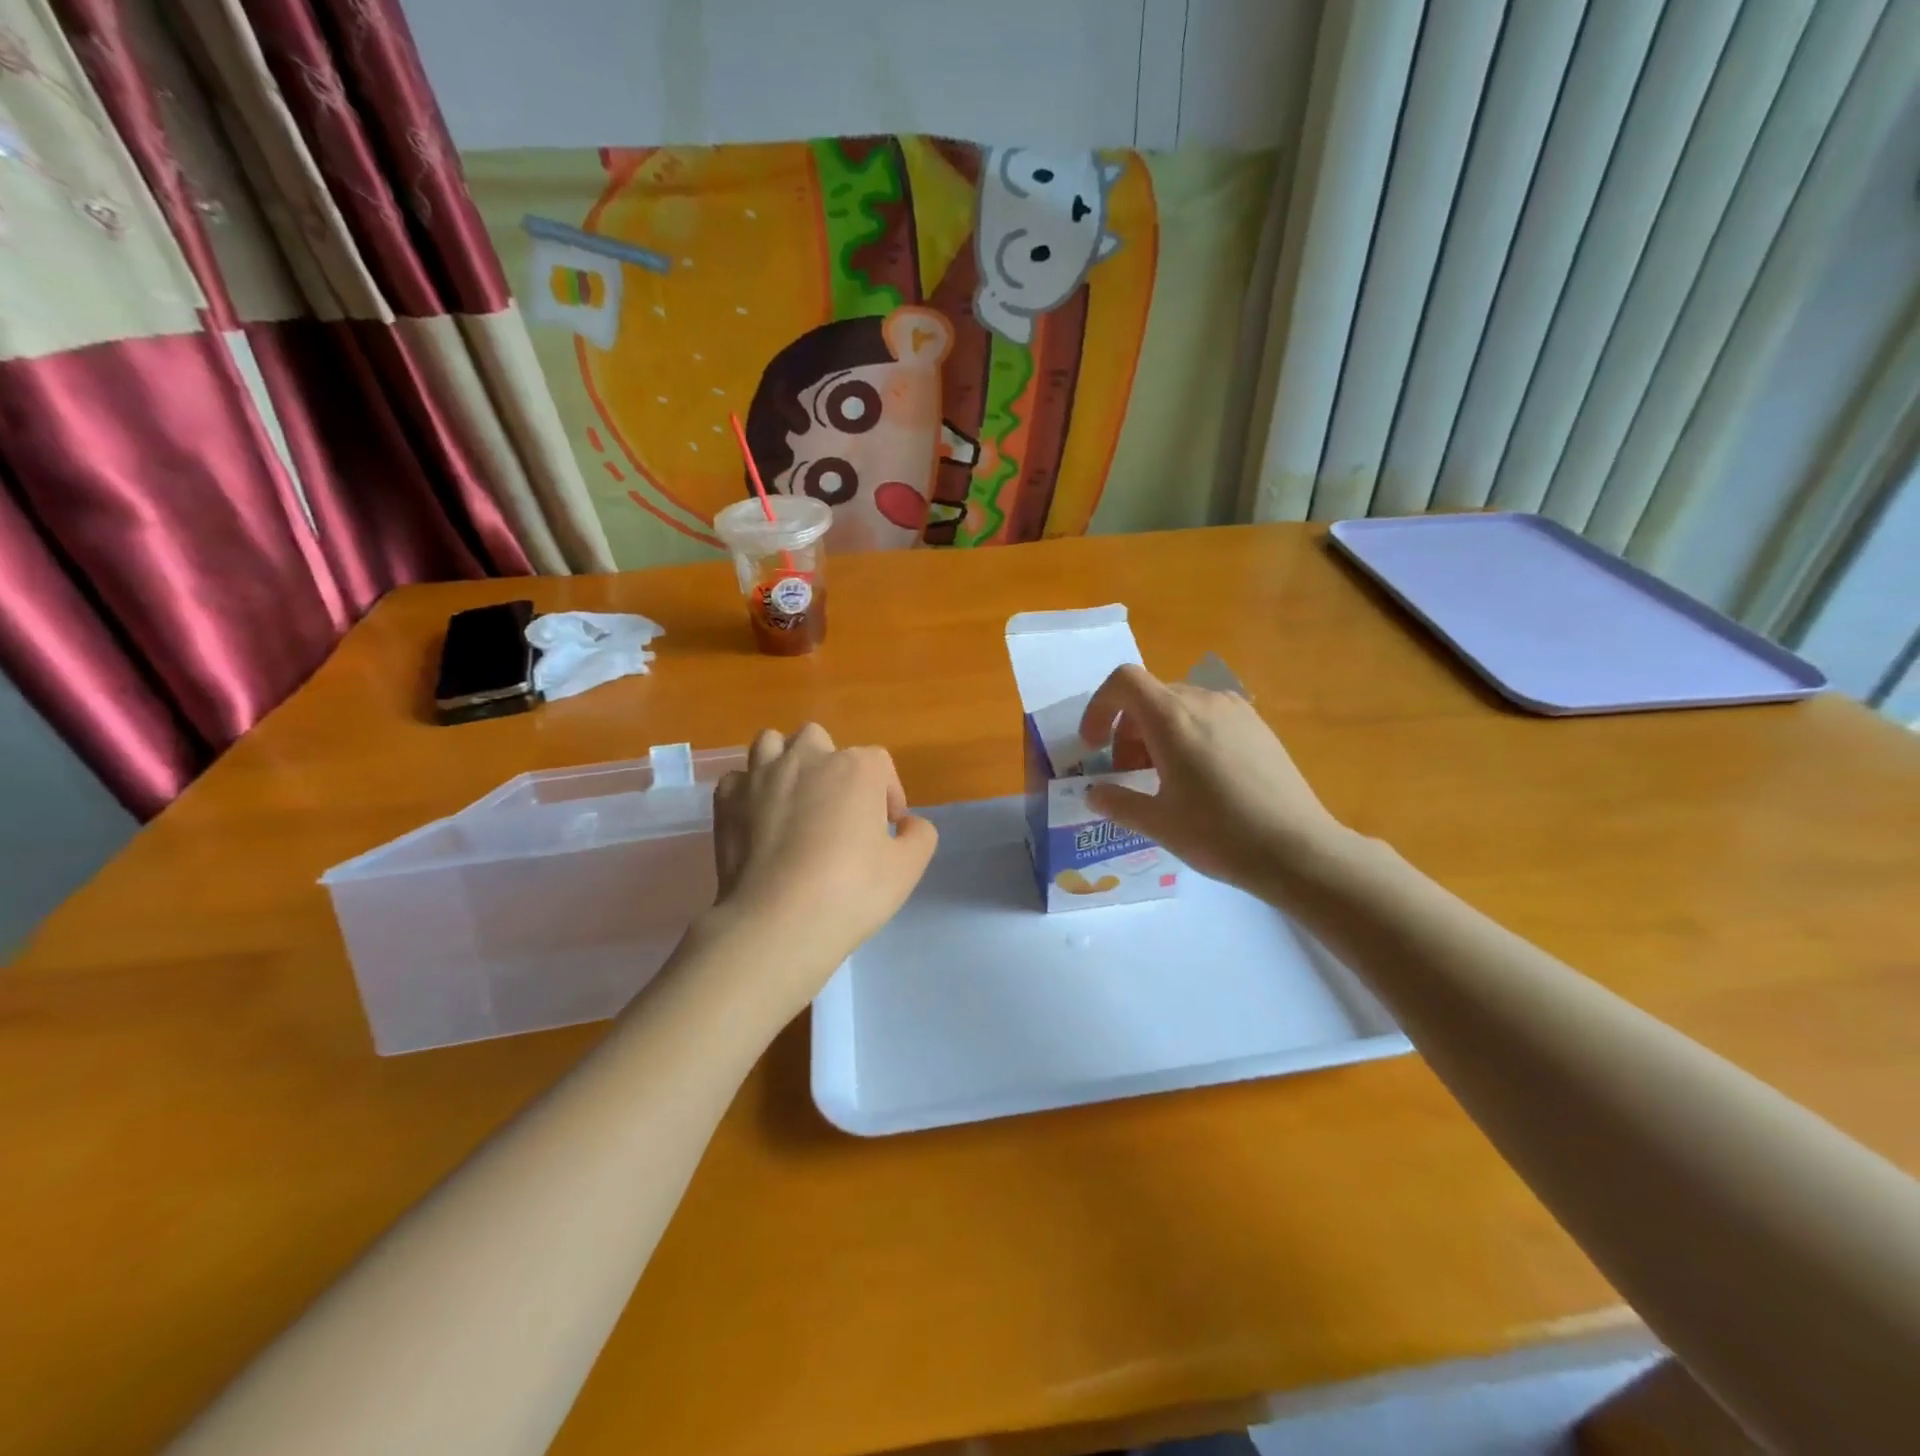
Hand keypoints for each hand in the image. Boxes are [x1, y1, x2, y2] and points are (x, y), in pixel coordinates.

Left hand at [702, 724, 936, 1016]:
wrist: (777, 922)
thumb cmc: (851, 891)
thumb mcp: (907, 868)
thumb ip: (920, 835)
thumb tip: (908, 823)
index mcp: (855, 768)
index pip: (879, 763)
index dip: (888, 794)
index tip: (888, 828)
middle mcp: (807, 759)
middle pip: (820, 740)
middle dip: (831, 765)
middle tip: (836, 807)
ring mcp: (760, 776)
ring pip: (771, 743)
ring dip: (784, 761)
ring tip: (793, 798)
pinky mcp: (726, 800)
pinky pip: (738, 779)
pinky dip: (749, 791)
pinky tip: (757, 819)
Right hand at [1077, 665, 1352, 901]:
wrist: (1298, 850)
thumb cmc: (1219, 834)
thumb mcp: (1157, 823)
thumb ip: (1117, 802)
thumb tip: (1094, 794)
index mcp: (1172, 718)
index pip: (1123, 681)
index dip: (1099, 707)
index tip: (1094, 746)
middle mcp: (1204, 701)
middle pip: (1150, 695)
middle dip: (1127, 729)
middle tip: (1128, 773)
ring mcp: (1236, 710)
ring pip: (1180, 704)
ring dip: (1157, 732)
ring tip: (1164, 777)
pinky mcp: (1258, 726)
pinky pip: (1209, 715)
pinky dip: (1188, 733)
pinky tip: (1201, 778)